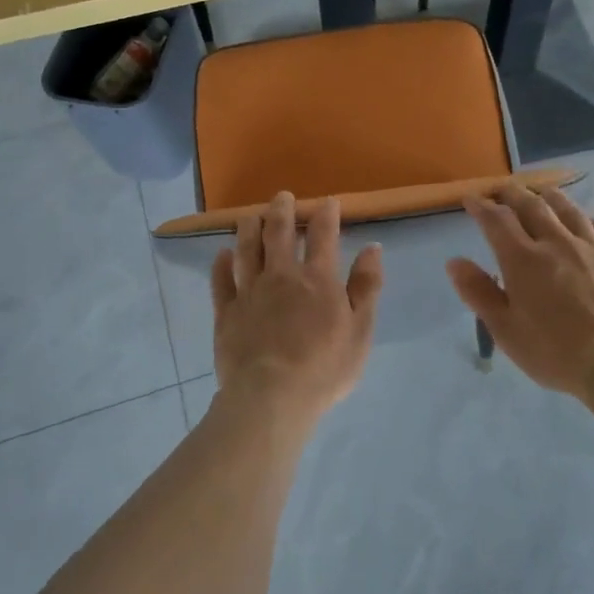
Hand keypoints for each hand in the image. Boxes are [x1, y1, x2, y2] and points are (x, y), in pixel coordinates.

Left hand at [212, 193, 383, 423]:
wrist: (271, 397)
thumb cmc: (324, 368)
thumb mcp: (360, 330)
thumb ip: (366, 287)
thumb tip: (372, 248)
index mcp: (317, 280)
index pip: (323, 236)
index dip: (326, 214)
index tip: (327, 201)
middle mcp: (281, 276)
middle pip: (279, 233)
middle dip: (282, 210)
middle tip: (282, 196)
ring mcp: (249, 292)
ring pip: (247, 250)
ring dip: (249, 228)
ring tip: (250, 215)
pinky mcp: (226, 312)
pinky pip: (220, 281)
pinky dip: (221, 264)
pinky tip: (221, 253)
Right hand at [446, 185, 593, 403]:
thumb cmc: (555, 352)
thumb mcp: (505, 330)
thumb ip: (478, 292)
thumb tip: (454, 261)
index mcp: (523, 259)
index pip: (496, 220)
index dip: (480, 206)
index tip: (470, 199)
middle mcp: (557, 243)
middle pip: (531, 206)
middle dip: (512, 193)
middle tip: (502, 189)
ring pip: (568, 210)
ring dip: (549, 197)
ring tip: (541, 192)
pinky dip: (588, 218)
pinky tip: (586, 220)